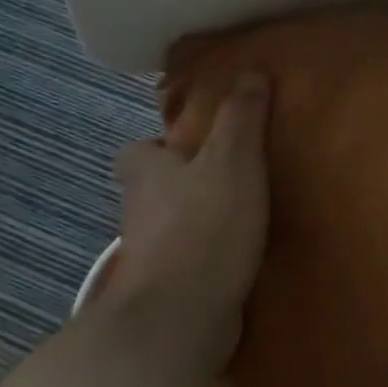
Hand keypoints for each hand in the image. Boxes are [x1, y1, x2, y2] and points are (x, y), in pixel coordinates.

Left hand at [107, 74, 270, 358]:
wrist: (182, 315)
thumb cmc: (206, 225)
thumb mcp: (233, 158)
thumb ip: (242, 116)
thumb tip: (250, 71)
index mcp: (146, 172)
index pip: (137, 151)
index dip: (160, 145)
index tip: (192, 146)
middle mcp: (138, 211)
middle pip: (152, 190)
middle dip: (180, 184)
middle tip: (227, 180)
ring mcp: (149, 255)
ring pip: (168, 227)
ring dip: (194, 221)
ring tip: (241, 218)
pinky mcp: (166, 289)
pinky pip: (185, 262)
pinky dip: (204, 257)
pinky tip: (237, 258)